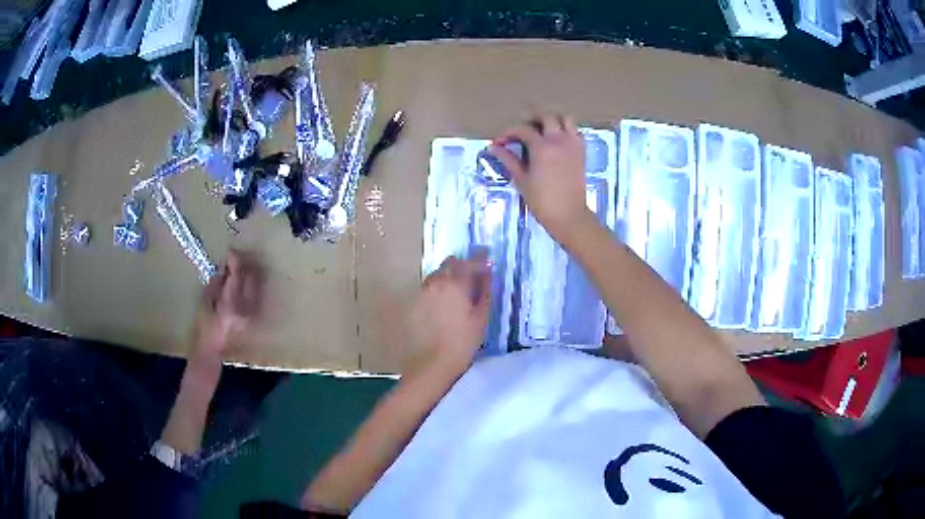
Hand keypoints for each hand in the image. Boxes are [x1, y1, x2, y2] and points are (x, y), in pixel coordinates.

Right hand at [192, 250, 263, 360]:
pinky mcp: (254, 318)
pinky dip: (250, 286)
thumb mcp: (204, 302)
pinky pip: (256, 295)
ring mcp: (252, 315)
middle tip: (234, 259)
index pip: (237, 276)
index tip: (230, 252)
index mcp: (230, 306)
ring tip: (237, 271)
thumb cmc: (203, 328)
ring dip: (248, 275)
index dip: (235, 260)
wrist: (212, 352)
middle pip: (252, 278)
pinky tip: (241, 285)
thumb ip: (216, 284)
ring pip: (256, 285)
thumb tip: (224, 268)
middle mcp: (246, 310)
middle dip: (244, 265)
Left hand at [408, 256, 490, 373]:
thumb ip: (485, 291)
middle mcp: (436, 283)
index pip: (469, 263)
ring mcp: (422, 292)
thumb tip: (488, 273)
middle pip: (449, 264)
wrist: (432, 364)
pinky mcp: (413, 304)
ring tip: (457, 289)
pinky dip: (437, 289)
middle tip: (472, 275)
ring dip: (447, 276)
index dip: (480, 260)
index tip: (487, 260)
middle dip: (462, 265)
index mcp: (455, 284)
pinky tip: (442, 303)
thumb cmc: (463, 342)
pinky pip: (427, 288)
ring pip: (436, 275)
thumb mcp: (480, 317)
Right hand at [488, 115, 590, 239]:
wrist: (568, 215)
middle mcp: (559, 140)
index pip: (523, 129)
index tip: (501, 141)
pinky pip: (576, 131)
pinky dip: (567, 130)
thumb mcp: (522, 180)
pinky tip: (558, 140)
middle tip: (522, 130)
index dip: (509, 132)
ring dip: (553, 120)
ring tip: (543, 130)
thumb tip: (493, 147)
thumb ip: (508, 160)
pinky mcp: (582, 151)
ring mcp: (573, 144)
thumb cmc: (542, 200)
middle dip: (532, 119)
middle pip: (546, 117)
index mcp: (541, 147)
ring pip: (565, 119)